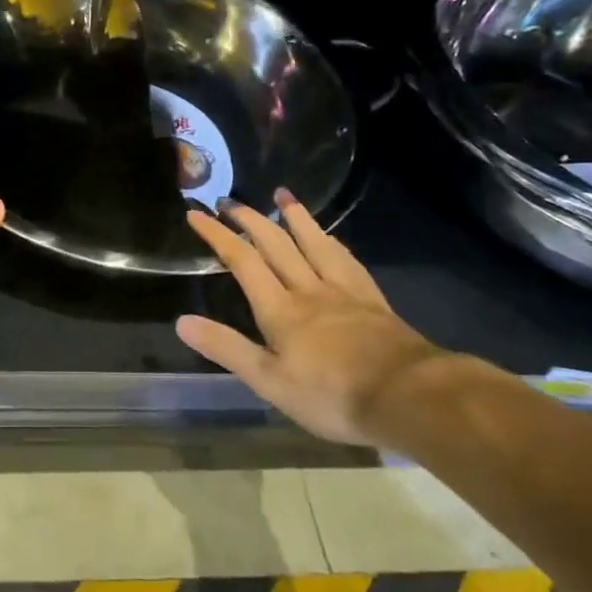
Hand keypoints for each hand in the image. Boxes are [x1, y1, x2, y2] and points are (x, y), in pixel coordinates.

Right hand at [176, 191, 446, 445]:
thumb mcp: (270, 381)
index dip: (218, 235)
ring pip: (314, 244)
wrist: (409, 397)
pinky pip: (347, 261)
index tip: (197, 214)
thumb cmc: (333, 396)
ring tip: (282, 195)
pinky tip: (330, 237)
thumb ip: (226, 348)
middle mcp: (309, 290)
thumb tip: (181, 321)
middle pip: (276, 245)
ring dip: (295, 218)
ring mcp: (344, 292)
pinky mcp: (372, 300)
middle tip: (231, 200)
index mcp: (280, 310)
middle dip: (250, 220)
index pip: (243, 262)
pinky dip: (332, 242)